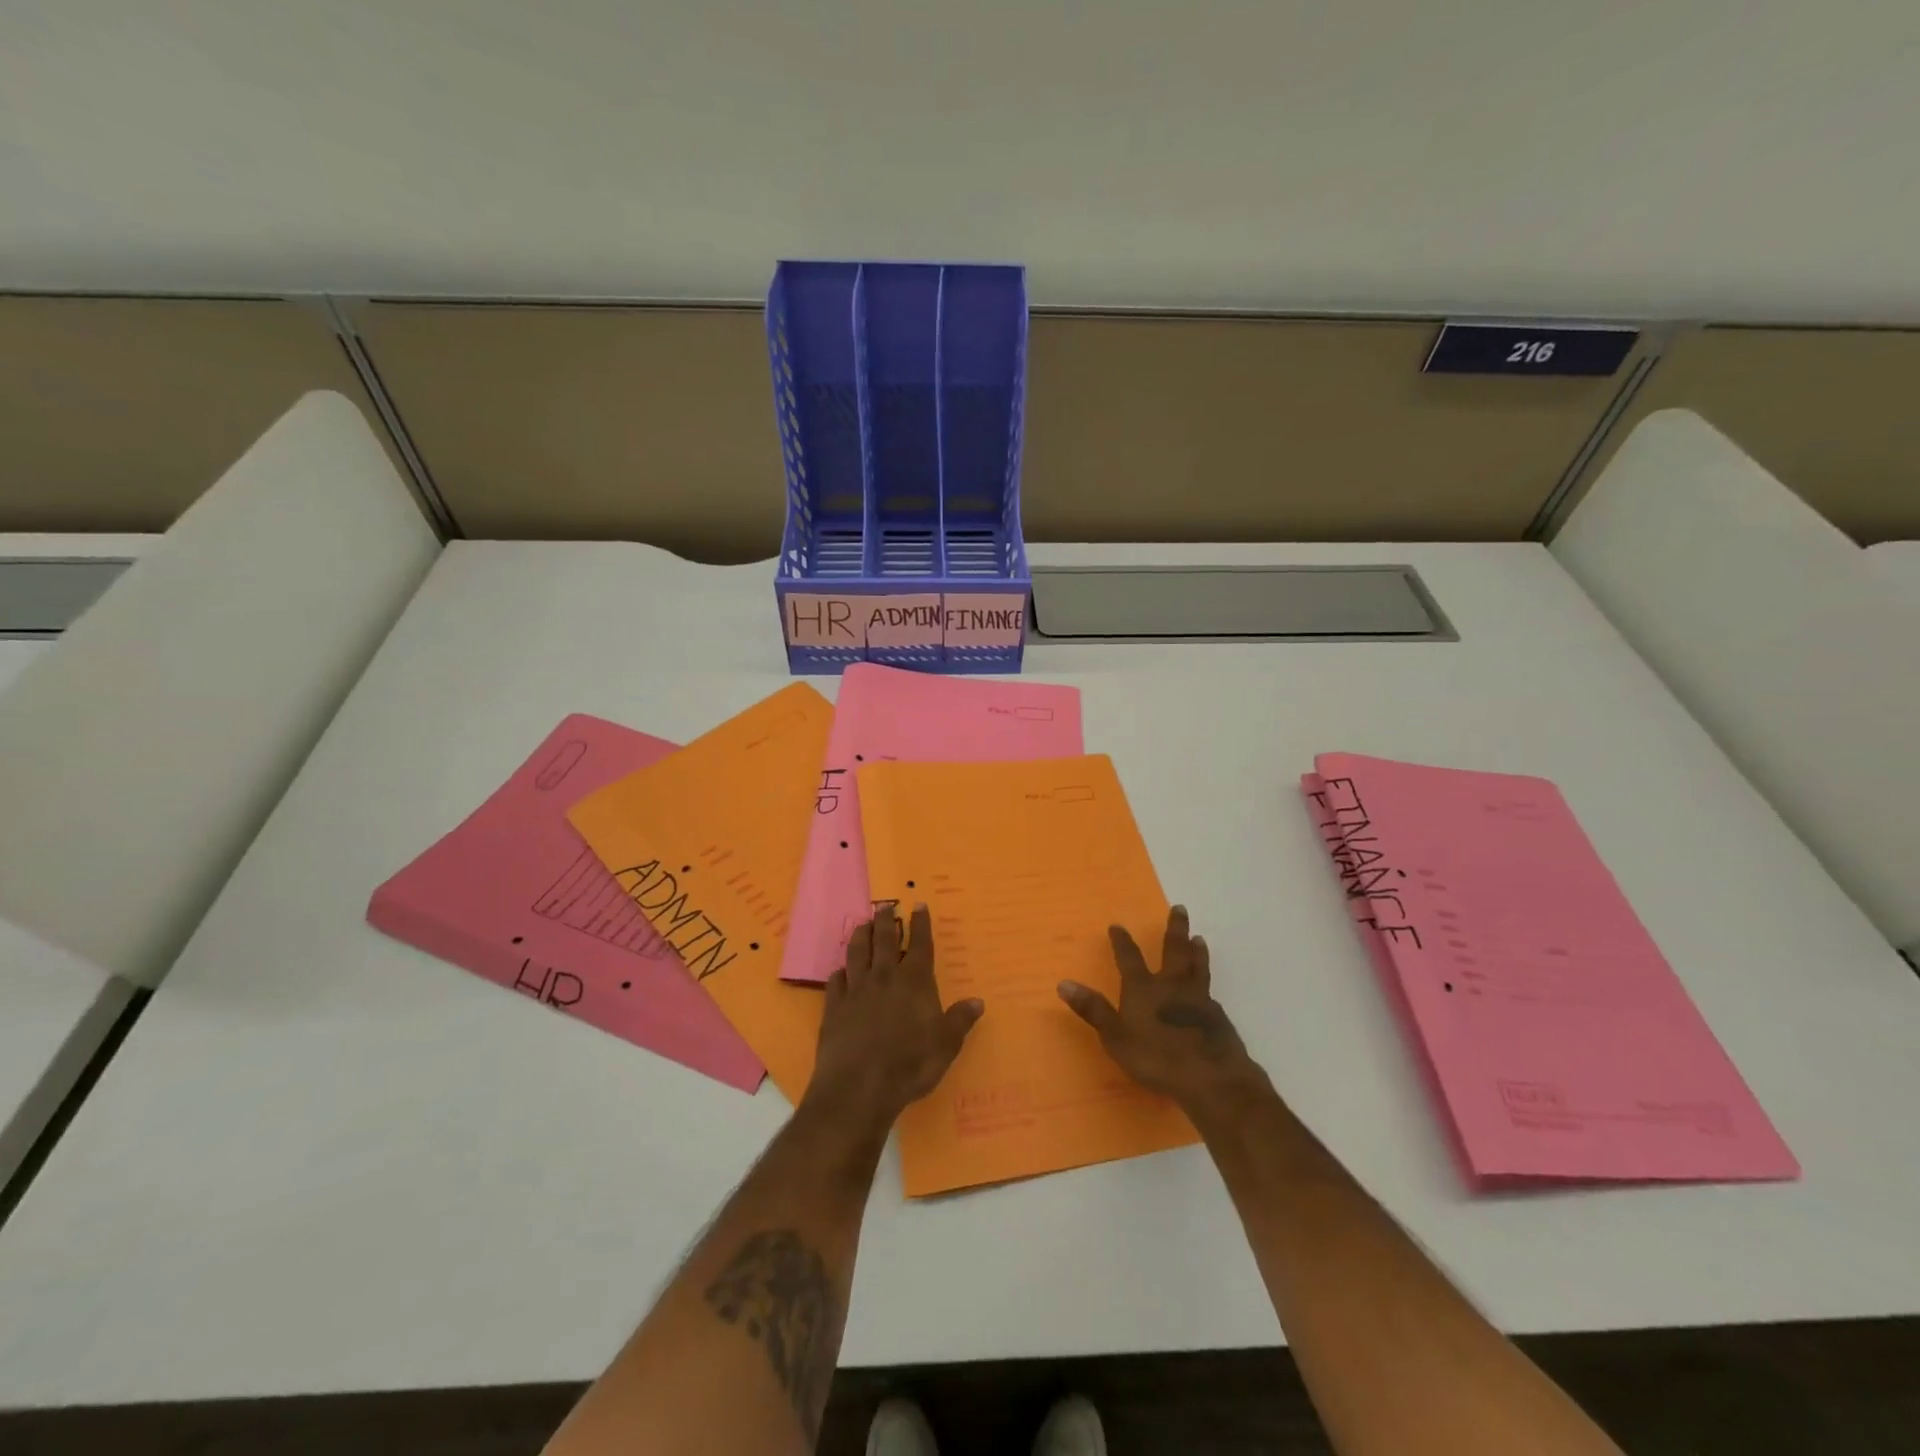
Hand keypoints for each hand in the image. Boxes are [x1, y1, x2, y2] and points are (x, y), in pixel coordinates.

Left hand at [804, 904, 983, 1132]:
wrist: (859, 1086)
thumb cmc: (910, 1064)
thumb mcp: (946, 1045)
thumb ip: (960, 1020)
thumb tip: (977, 1001)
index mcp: (914, 981)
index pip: (920, 944)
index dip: (920, 923)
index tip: (919, 904)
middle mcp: (884, 977)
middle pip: (883, 939)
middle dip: (886, 920)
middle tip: (885, 905)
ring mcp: (856, 990)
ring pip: (857, 953)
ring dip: (860, 935)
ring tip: (862, 924)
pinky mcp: (834, 1007)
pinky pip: (836, 981)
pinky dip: (840, 972)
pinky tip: (840, 971)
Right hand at [1058, 906, 1260, 1110]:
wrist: (1210, 1077)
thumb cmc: (1157, 1057)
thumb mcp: (1116, 1037)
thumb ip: (1093, 1010)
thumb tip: (1063, 982)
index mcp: (1144, 989)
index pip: (1130, 958)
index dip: (1122, 942)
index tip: (1117, 926)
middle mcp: (1172, 986)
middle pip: (1174, 950)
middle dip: (1174, 929)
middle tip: (1179, 908)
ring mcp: (1198, 999)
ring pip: (1197, 966)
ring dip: (1196, 950)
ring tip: (1198, 938)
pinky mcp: (1218, 1016)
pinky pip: (1210, 992)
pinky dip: (1207, 983)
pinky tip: (1208, 989)